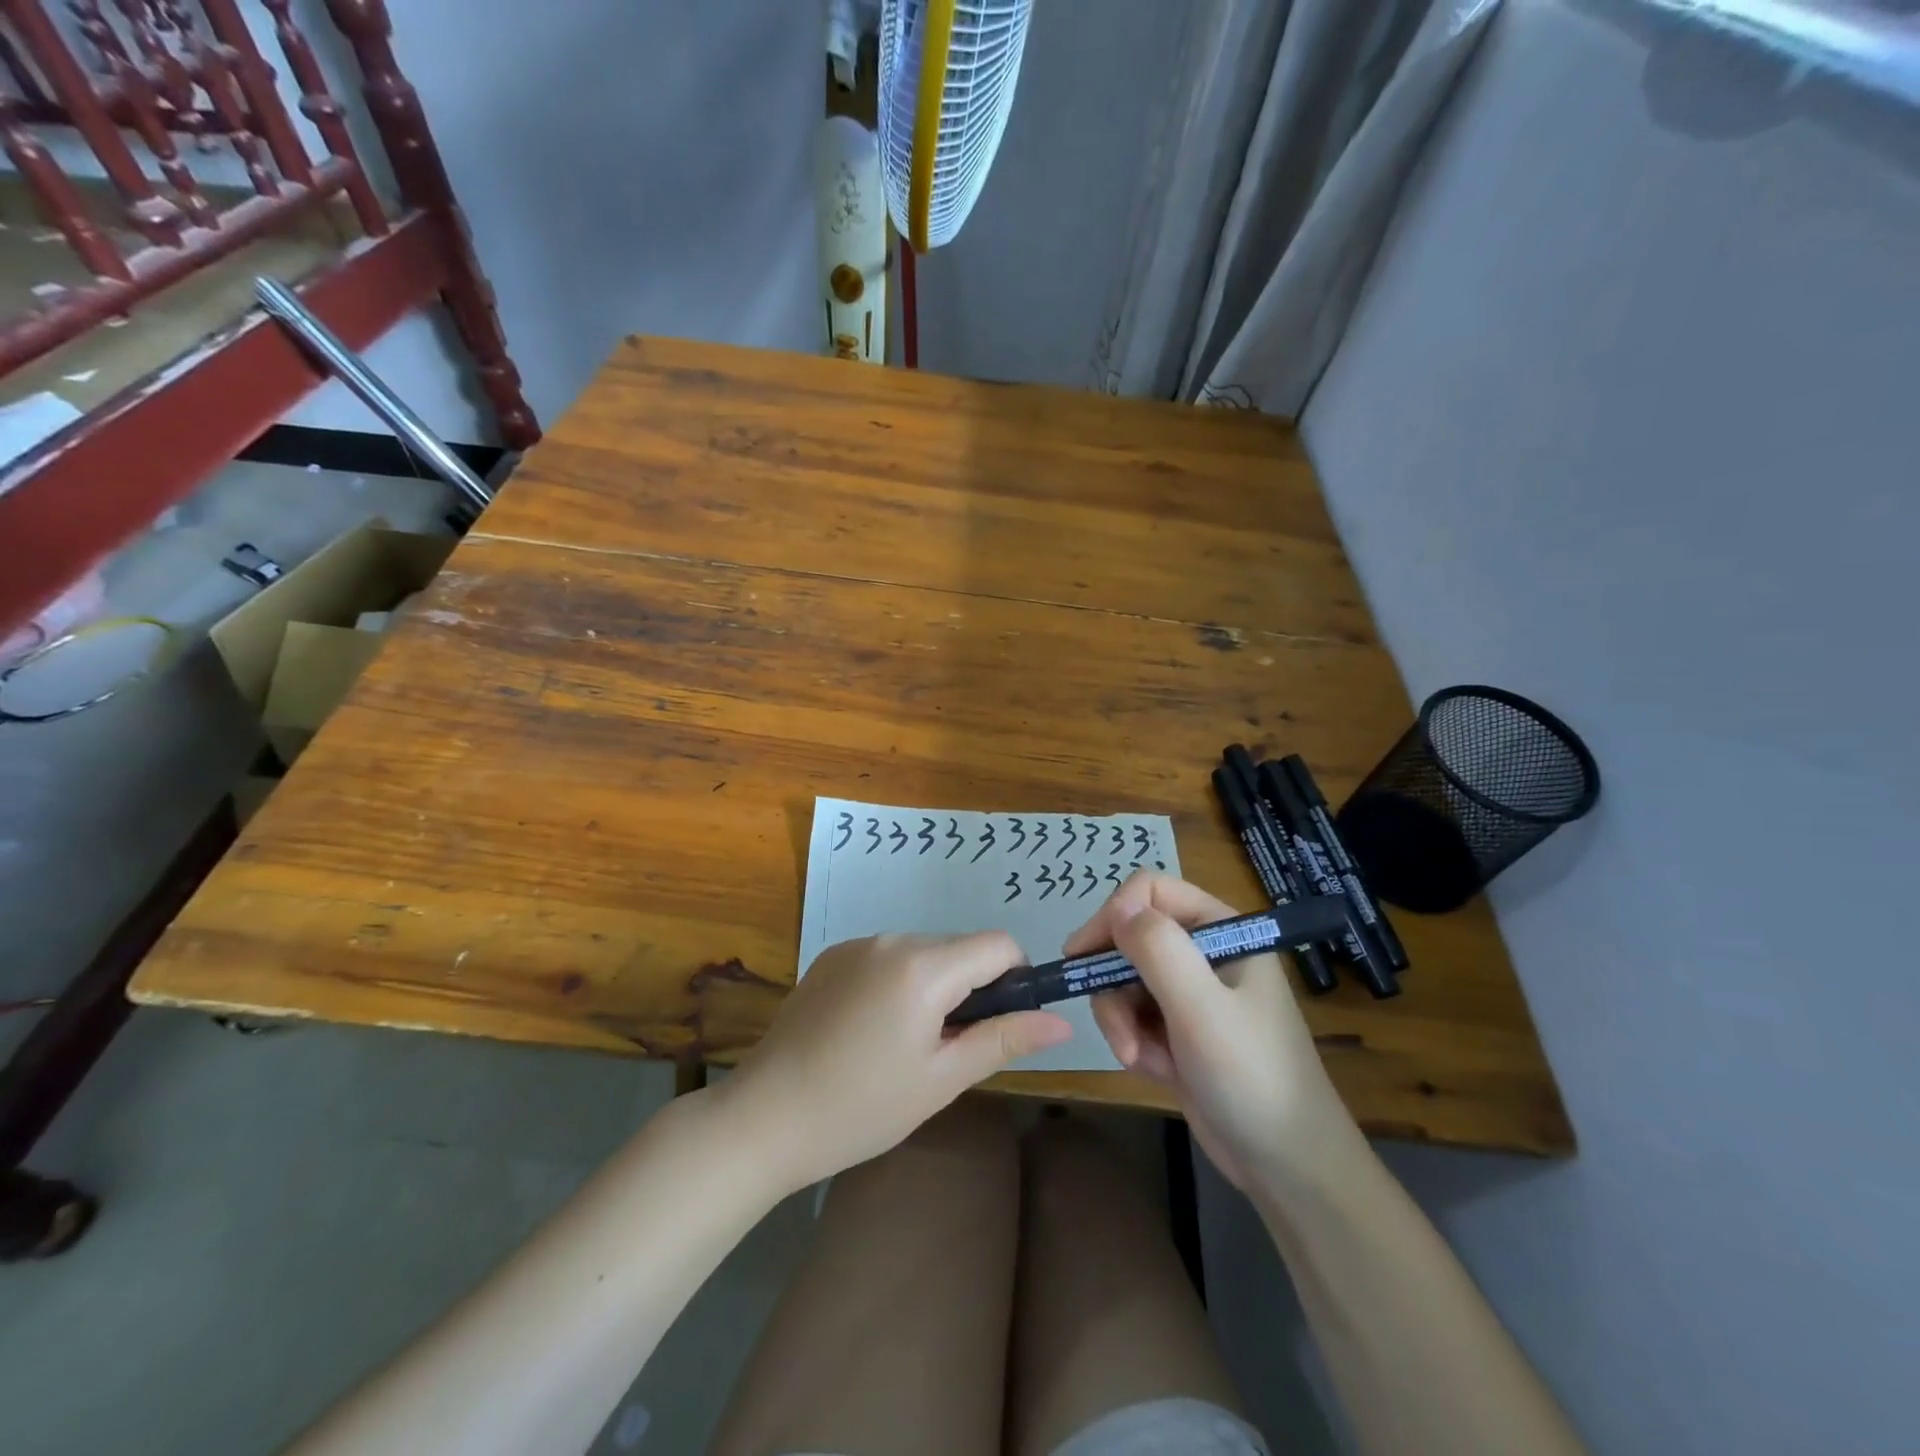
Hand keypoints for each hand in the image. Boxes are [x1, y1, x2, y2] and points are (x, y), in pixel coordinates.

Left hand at [720, 932, 1071, 1193]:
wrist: (763, 1117)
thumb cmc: (861, 1108)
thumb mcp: (941, 1080)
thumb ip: (1003, 1039)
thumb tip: (1062, 1021)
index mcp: (923, 966)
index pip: (998, 944)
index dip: (1015, 979)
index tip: (1001, 1024)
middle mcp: (892, 939)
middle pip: (960, 947)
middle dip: (972, 987)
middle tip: (949, 1048)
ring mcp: (857, 944)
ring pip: (924, 952)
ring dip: (935, 986)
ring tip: (906, 1044)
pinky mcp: (831, 955)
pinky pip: (888, 956)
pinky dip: (900, 982)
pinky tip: (872, 1030)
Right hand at [1066, 871, 1362, 1190]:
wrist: (1287, 1166)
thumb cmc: (1251, 1076)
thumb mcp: (1201, 1009)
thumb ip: (1158, 950)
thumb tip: (1118, 907)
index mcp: (1222, 930)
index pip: (1151, 892)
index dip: (1115, 915)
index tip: (1085, 955)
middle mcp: (1204, 952)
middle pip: (1130, 938)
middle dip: (1113, 982)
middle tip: (1112, 1023)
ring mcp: (1191, 992)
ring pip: (1124, 979)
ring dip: (1120, 1018)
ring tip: (1136, 1057)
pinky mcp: (1179, 1029)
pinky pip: (1134, 1015)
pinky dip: (1133, 1040)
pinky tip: (1153, 1070)